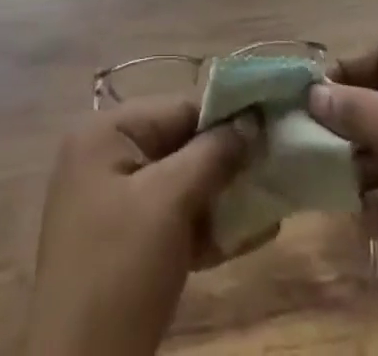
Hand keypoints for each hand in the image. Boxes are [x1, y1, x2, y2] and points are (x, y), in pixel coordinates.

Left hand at [20, 96, 261, 355]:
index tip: (270, 132)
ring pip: (176, 185)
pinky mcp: (120, 244)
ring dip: (219, 198)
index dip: (225, 119)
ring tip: (267, 208)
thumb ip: (212, 154)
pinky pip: (167, 219)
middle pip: (177, 145)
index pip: (177, 108)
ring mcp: (108, 202)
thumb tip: (251, 119)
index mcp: (104, 132)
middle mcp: (103, 156)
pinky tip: (244, 238)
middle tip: (274, 173)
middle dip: (225, 163)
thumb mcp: (170, 203)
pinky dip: (201, 227)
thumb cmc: (121, 269)